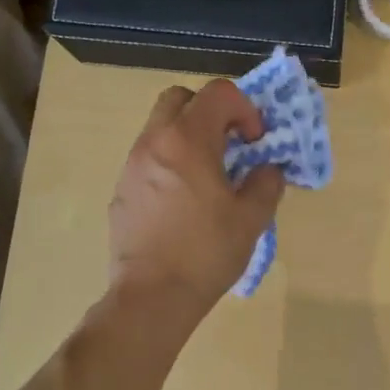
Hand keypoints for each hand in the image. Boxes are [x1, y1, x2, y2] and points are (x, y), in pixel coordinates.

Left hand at [107, 80, 285, 313]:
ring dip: (189, 136)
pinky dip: (170, 161)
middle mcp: (155, 143)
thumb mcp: (252, 218)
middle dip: (210, 111)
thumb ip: (266, 183)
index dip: (245, 108)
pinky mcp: (121, 190)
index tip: (255, 141)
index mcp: (188, 141)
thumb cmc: (206, 253)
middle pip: (181, 98)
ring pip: (160, 127)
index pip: (218, 92)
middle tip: (230, 143)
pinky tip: (184, 201)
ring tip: (209, 175)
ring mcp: (132, 166)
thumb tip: (267, 169)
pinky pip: (149, 157)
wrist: (151, 297)